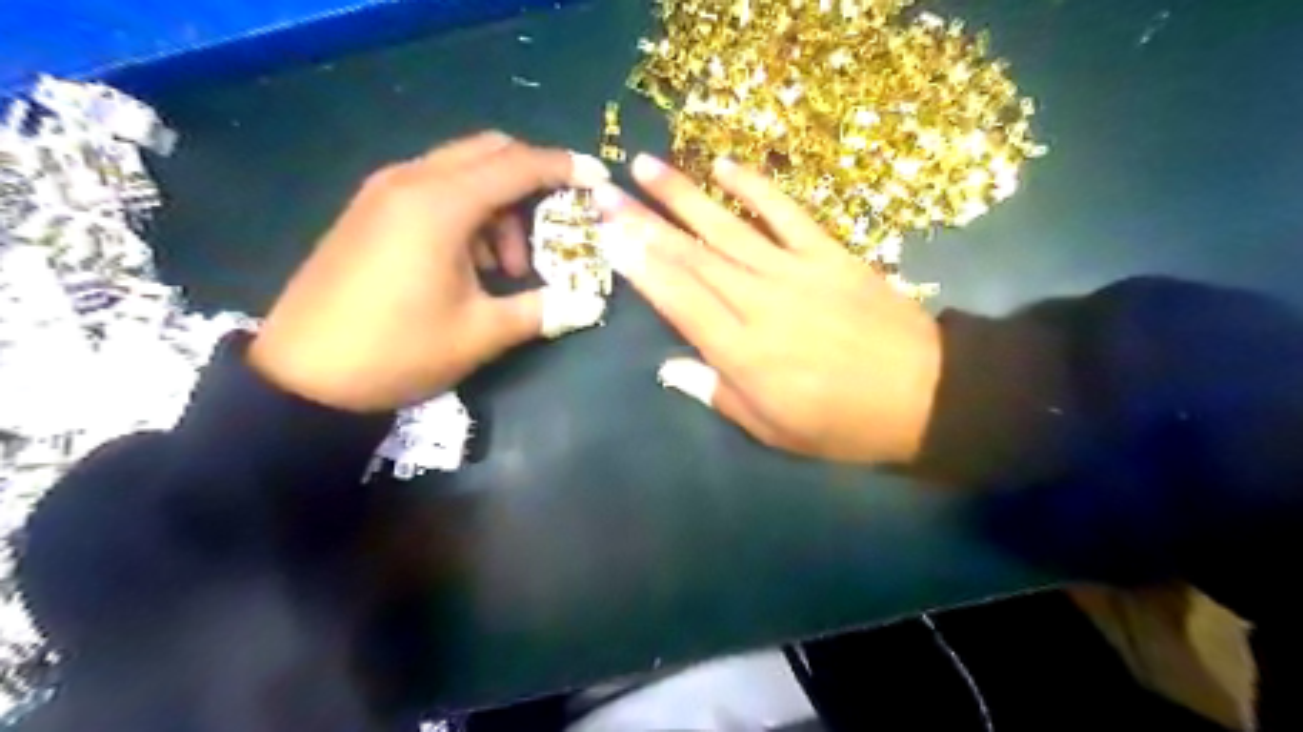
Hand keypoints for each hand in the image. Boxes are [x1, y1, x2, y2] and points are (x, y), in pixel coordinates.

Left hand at [250, 132, 612, 410]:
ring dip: (498, 206)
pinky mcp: (369, 211)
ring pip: (462, 171)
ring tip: (506, 268)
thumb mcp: (481, 334)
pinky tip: (469, 264)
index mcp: (440, 204)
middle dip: (531, 183)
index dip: (565, 168)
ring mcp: (384, 192)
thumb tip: (590, 304)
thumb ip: (542, 310)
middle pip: (489, 153)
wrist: (303, 376)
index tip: (599, 178)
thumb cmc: (398, 350)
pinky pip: (434, 189)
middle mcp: (411, 181)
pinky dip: (467, 213)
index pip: (518, 165)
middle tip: (552, 229)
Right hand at [593, 155, 943, 466]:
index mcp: (743, 352)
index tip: (606, 235)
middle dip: (642, 222)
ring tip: (644, 166)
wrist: (927, 394)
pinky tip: (723, 165)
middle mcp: (759, 302)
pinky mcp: (830, 253)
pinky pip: (786, 212)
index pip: (678, 299)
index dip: (639, 266)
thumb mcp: (775, 431)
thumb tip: (669, 368)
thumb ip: (718, 394)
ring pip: (727, 227)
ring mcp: (795, 271)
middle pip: (691, 256)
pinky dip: (754, 186)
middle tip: (603, 193)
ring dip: (682, 195)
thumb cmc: (843, 424)